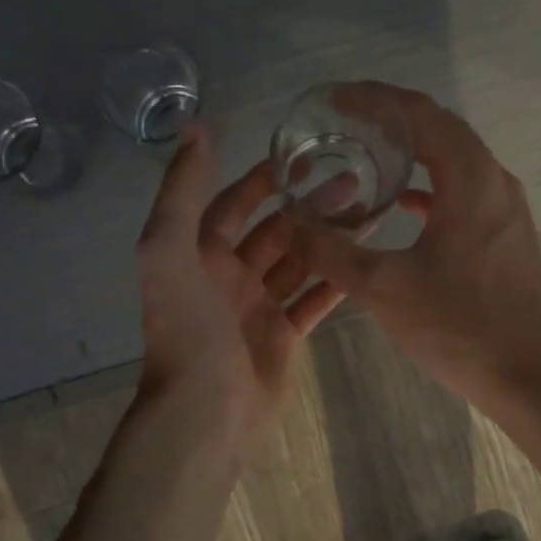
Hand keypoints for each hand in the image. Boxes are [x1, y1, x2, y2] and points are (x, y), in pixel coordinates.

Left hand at [134, 125, 342, 448]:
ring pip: (300, 262)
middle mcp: (227, 276)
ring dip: (330, 239)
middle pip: (276, 230)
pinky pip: (312, 300)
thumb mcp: (168, 252)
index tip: (303, 156)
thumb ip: (181, 191)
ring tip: (372, 215)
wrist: (205, 413)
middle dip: (310, 205)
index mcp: (197, 253)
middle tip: (357, 182)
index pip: (231, 203)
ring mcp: (256, 307)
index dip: (262, 178)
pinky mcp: (282, 336)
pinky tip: (367, 262)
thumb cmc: (188, 329)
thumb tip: (194, 127)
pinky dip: (336, 281)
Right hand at [288, 84, 540, 411]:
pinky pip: (464, 191)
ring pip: (454, 159)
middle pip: (439, 128)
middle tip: (342, 123)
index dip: (374, 98)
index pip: (420, 113)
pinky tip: (401, 204)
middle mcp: (495, 179)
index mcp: (471, 177)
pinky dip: (430, 186)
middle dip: (390, 119)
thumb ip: (331, 250)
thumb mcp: (383, 287)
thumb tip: (290, 221)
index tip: (333, 100)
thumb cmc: (459, 326)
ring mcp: (506, 207)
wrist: (530, 377)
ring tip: (366, 155)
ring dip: (412, 151)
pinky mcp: (507, 234)